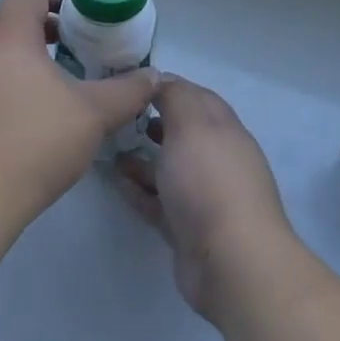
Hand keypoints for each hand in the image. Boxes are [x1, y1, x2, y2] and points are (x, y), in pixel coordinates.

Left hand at [0, 0, 158, 215]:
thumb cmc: (34, 144)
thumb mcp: (93, 116)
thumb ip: (128, 91)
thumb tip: (152, 76)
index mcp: (5, 37)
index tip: (81, 19)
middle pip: (9, 26)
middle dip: (43, 37)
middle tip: (74, 62)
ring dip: (18, 69)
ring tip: (47, 102)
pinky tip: (14, 134)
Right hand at [114, 76, 296, 320]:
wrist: (230, 261)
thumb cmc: (210, 181)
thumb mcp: (191, 125)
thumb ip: (176, 97)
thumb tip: (161, 78)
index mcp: (224, 130)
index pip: (197, 98)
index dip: (168, 87)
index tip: (133, 83)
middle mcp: (217, 160)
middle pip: (182, 134)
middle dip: (152, 123)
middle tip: (118, 117)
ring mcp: (203, 197)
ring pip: (168, 169)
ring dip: (141, 158)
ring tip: (109, 150)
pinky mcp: (187, 229)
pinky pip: (158, 202)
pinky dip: (138, 191)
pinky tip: (116, 183)